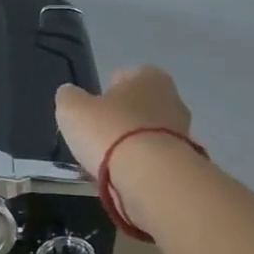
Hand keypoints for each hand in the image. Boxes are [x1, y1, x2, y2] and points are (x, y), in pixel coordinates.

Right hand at [54, 66, 194, 178]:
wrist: (150, 176)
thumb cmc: (109, 130)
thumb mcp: (72, 109)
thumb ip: (68, 97)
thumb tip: (70, 94)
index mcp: (148, 76)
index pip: (124, 76)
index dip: (105, 91)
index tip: (92, 110)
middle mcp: (172, 98)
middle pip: (138, 106)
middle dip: (121, 119)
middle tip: (97, 136)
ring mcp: (182, 131)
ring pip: (147, 133)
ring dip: (130, 144)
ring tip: (106, 162)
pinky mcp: (184, 161)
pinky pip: (154, 158)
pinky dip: (139, 165)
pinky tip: (121, 177)